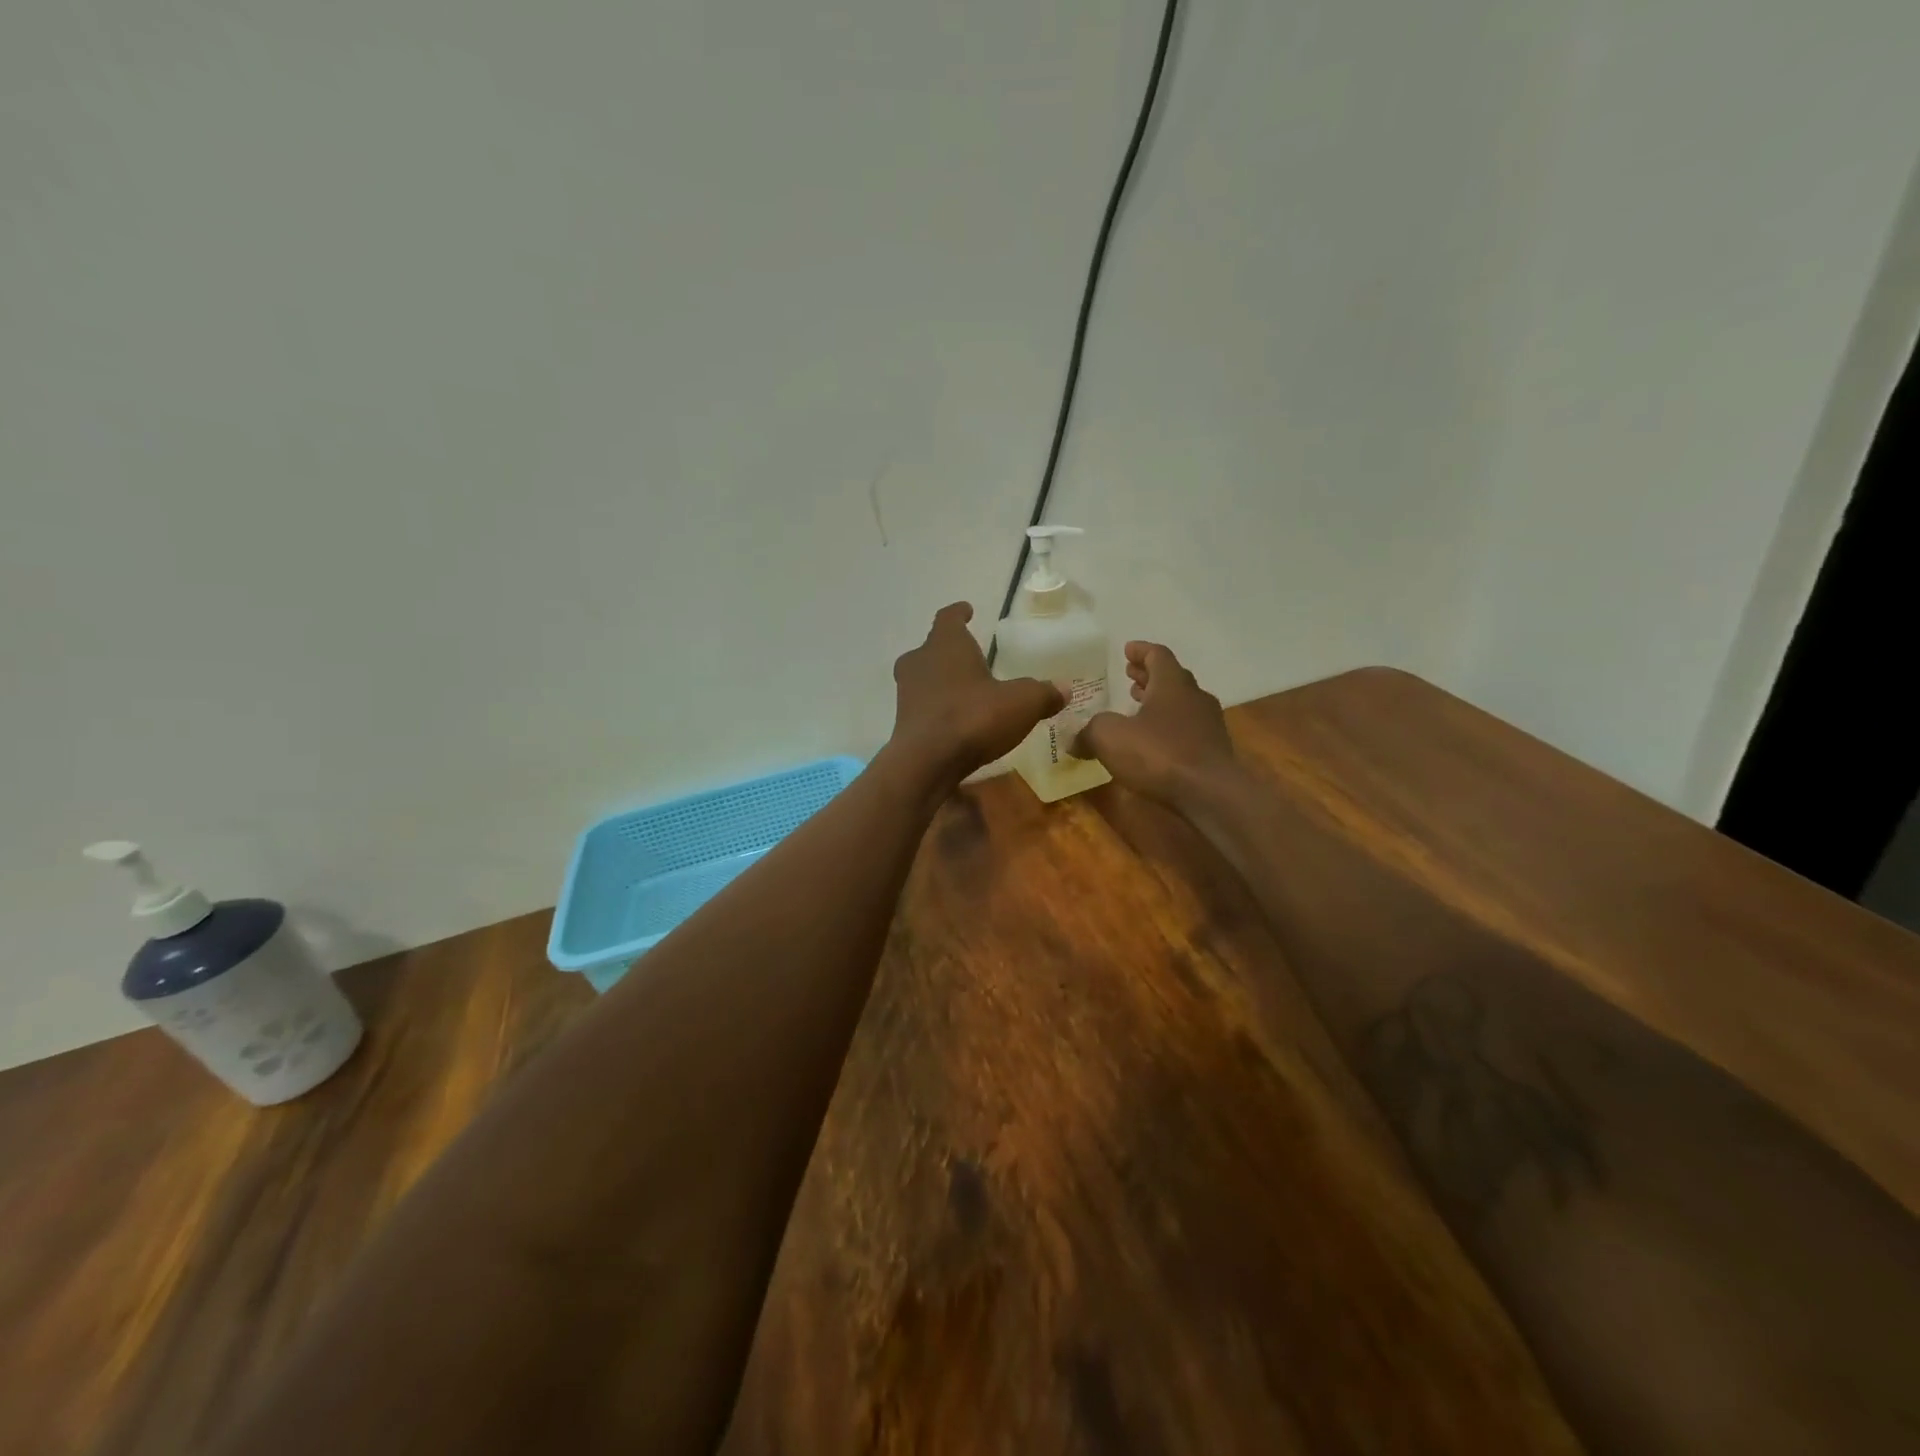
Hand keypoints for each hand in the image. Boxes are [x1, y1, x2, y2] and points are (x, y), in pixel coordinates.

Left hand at [889, 603, 1063, 784]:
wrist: (926, 763)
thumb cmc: (973, 717)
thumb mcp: (1021, 703)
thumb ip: (1043, 693)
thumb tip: (1063, 689)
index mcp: (946, 644)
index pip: (949, 617)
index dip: (959, 613)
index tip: (967, 610)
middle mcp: (920, 662)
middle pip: (932, 648)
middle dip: (950, 651)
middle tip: (970, 656)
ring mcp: (907, 693)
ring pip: (924, 678)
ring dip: (942, 682)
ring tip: (966, 691)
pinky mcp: (904, 723)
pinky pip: (924, 707)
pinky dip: (938, 710)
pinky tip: (957, 722)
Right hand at [1079, 641, 1239, 809]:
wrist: (1210, 794)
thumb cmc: (1159, 754)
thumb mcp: (1109, 737)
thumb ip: (1089, 732)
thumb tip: (1074, 739)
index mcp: (1172, 684)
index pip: (1158, 655)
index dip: (1141, 651)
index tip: (1127, 650)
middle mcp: (1195, 697)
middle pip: (1172, 678)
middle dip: (1149, 676)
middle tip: (1130, 677)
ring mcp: (1208, 724)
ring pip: (1182, 704)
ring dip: (1160, 702)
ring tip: (1139, 708)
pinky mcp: (1213, 751)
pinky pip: (1187, 729)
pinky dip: (1169, 727)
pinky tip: (1154, 742)